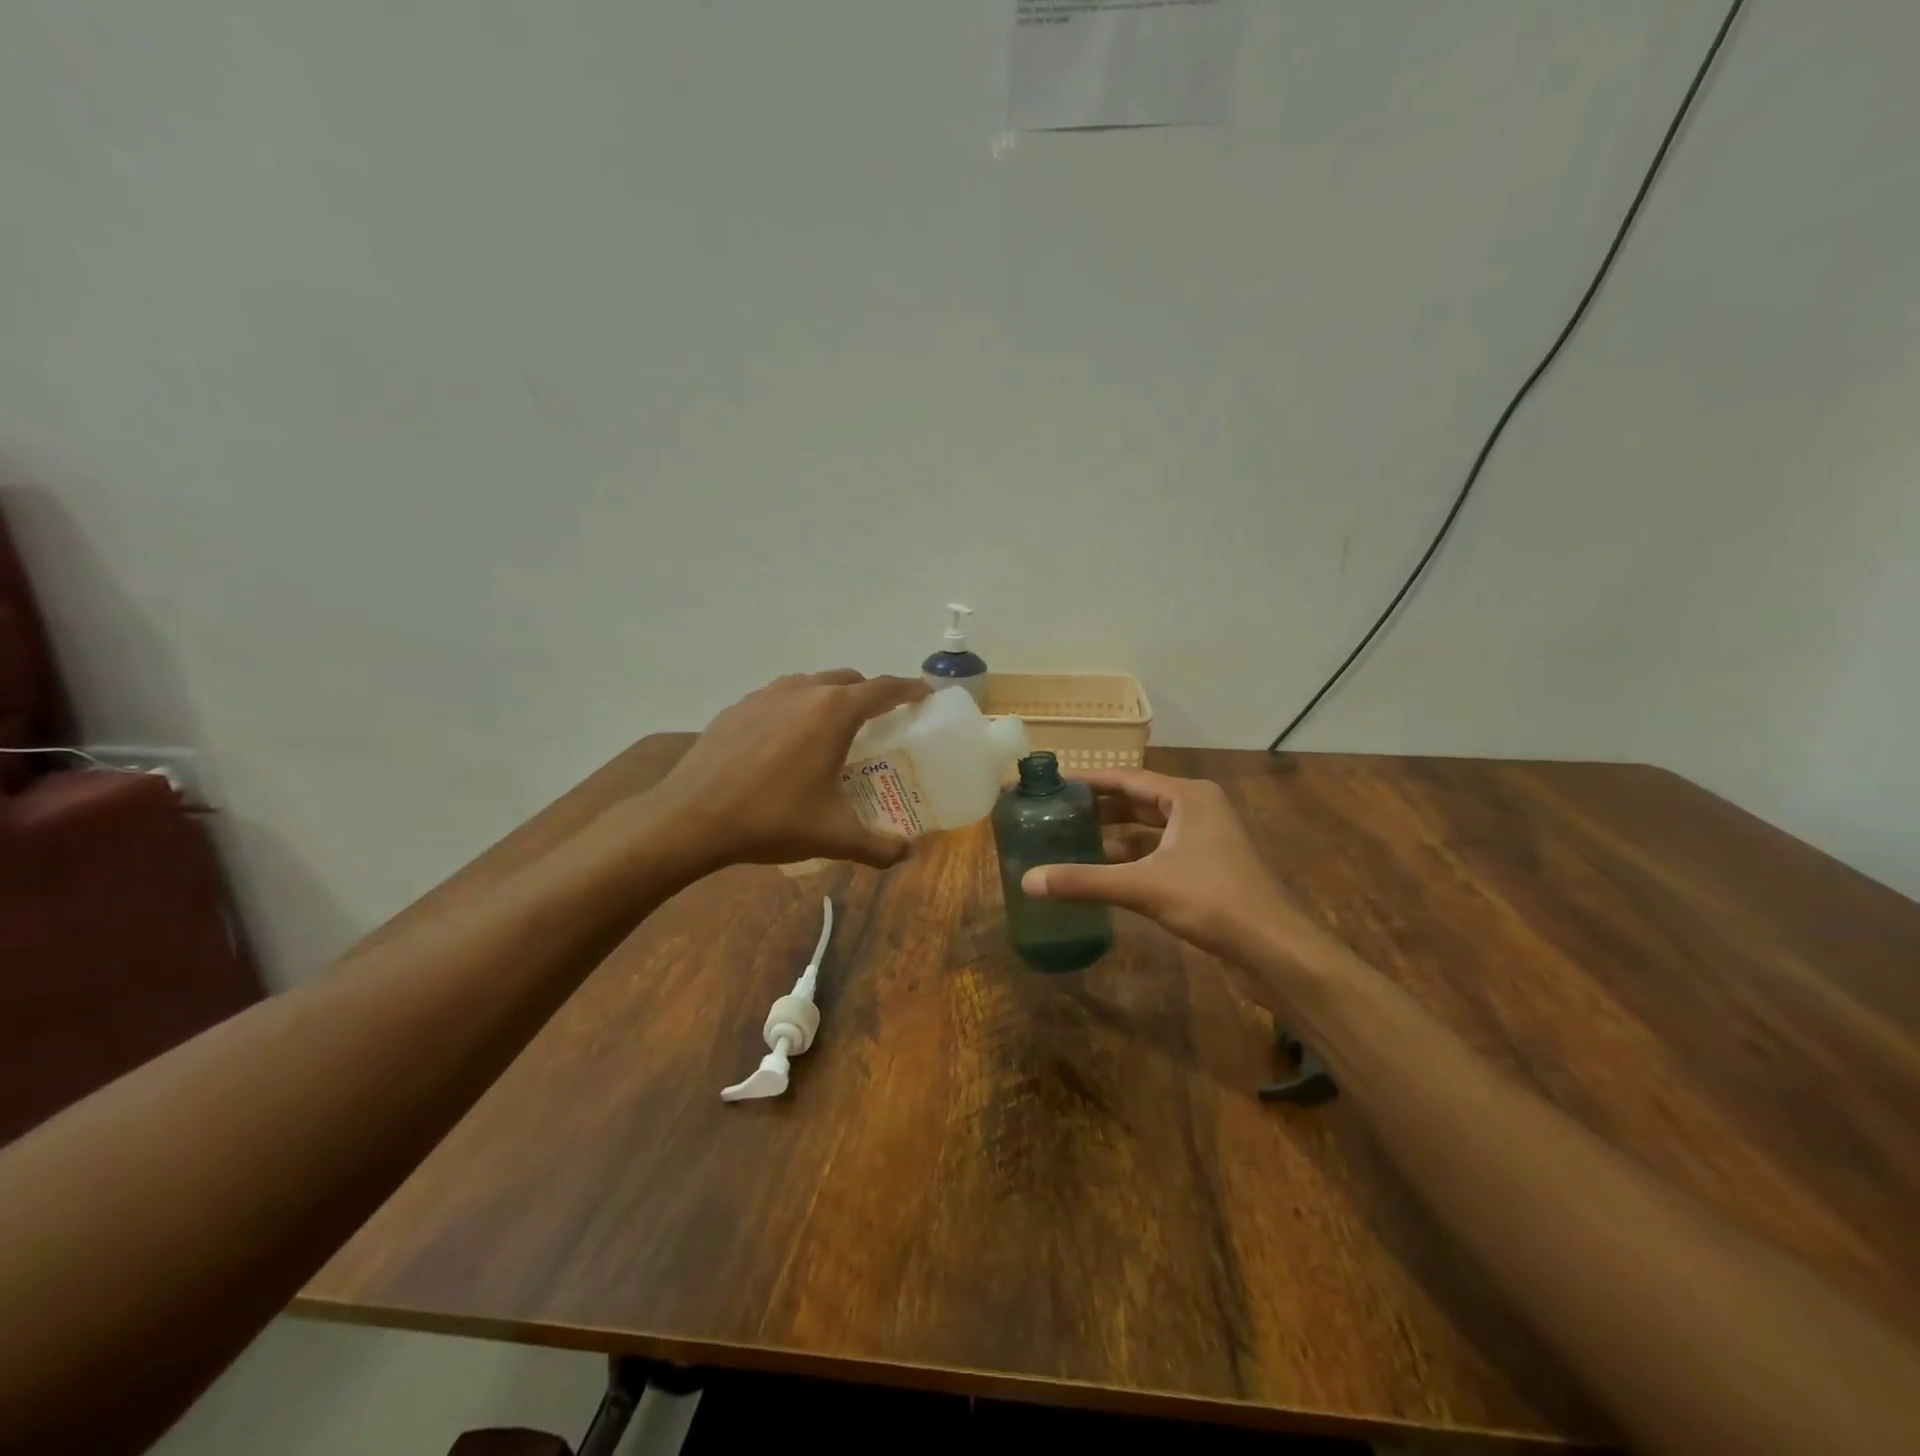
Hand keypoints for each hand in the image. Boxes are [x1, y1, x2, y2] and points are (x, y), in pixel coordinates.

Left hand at [648, 670, 929, 872]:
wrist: (690, 818)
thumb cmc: (771, 819)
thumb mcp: (833, 836)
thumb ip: (878, 846)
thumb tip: (906, 853)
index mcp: (834, 712)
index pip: (884, 689)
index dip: (909, 690)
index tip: (924, 697)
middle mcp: (803, 691)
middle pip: (848, 680)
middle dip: (870, 694)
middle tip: (880, 722)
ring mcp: (765, 695)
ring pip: (811, 684)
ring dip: (830, 698)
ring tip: (832, 730)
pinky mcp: (737, 707)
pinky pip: (779, 697)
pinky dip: (795, 708)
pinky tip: (786, 742)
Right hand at [1020, 769, 1304, 959]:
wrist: (1275, 948)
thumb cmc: (1212, 900)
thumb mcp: (1143, 887)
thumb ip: (1084, 882)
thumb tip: (1028, 881)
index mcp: (1188, 797)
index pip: (1128, 778)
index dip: (1090, 781)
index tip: (1054, 784)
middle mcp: (1198, 809)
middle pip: (1139, 800)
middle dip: (1100, 807)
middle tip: (1057, 813)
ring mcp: (1207, 838)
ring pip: (1151, 828)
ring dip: (1116, 834)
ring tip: (1073, 839)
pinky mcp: (1209, 866)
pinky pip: (1161, 850)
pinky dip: (1133, 857)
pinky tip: (1106, 871)